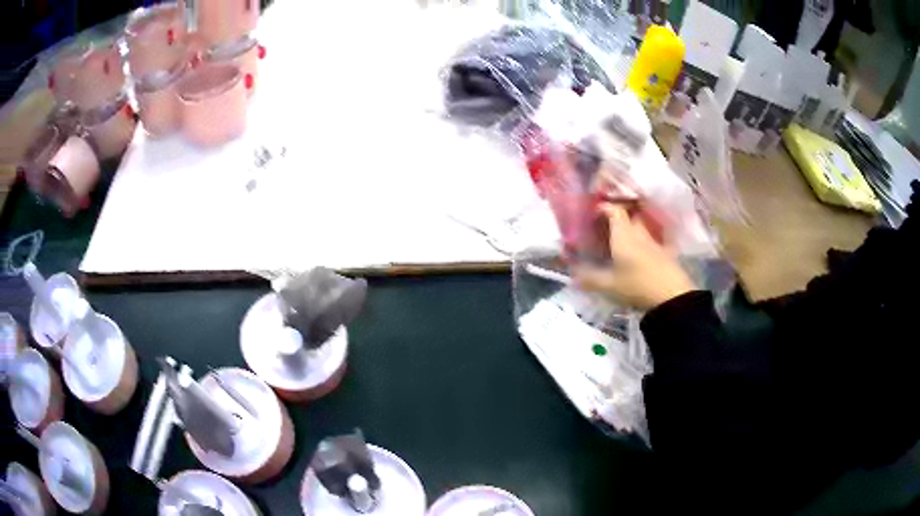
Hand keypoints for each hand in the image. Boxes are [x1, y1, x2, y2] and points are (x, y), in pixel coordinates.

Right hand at [574, 203, 695, 309]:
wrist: (672, 297)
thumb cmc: (637, 286)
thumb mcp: (609, 286)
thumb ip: (590, 279)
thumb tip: (572, 276)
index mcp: (623, 235)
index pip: (614, 210)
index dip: (604, 208)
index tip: (594, 213)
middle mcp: (639, 233)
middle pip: (630, 216)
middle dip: (619, 217)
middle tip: (606, 227)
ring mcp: (654, 242)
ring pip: (641, 228)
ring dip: (631, 230)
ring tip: (621, 241)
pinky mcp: (665, 254)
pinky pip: (650, 241)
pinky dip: (642, 244)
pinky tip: (638, 256)